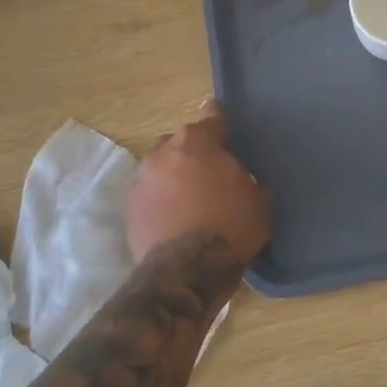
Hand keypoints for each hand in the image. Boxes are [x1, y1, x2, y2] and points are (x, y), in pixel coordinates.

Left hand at [126, 99, 271, 268]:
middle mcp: (163, 152)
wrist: (187, 271)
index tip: (225, 124)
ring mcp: (141, 179)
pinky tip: (173, 216)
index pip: (211, 116)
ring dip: (173, 175)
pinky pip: (149, 193)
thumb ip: (246, 177)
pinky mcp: (129, 208)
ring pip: (160, 167)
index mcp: (197, 142)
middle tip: (209, 171)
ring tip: (188, 197)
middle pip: (180, 141)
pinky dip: (160, 199)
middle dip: (193, 151)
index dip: (220, 119)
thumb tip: (241, 178)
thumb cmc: (230, 226)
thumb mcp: (258, 198)